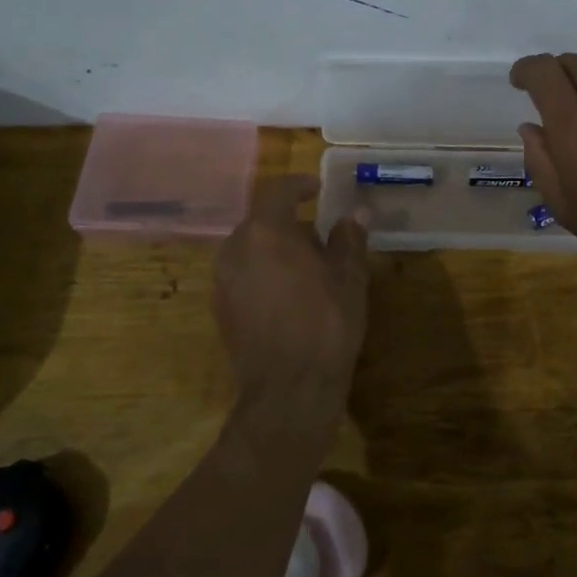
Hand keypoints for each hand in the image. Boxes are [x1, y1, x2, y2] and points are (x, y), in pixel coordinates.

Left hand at [212, 175, 369, 419]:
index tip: (318, 189)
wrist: (288, 391)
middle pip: (263, 221)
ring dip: (277, 249)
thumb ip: (349, 238)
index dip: (299, 185)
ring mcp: (223, 280)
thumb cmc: (326, 323)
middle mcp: (235, 248)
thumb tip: (356, 213)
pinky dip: (264, 273)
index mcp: (266, 231)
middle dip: (291, 223)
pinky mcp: (221, 309)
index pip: (278, 191)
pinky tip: (290, 295)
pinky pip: (244, 275)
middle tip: (322, 238)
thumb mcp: (349, 277)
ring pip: (251, 248)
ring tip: (309, 269)